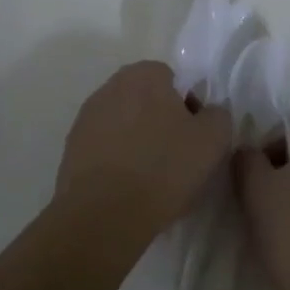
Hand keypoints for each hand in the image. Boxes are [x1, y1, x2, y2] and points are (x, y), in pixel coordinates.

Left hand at [55, 61, 232, 251]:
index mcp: (145, 73)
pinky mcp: (72, 147)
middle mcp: (112, 85)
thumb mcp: (213, 140)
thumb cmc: (163, 168)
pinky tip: (126, 189)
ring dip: (137, 141)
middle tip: (175, 159)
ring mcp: (88, 116)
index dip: (188, 109)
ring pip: (125, 124)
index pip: (174, 81)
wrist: (103, 216)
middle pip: (147, 100)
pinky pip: (105, 148)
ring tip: (149, 179)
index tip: (193, 140)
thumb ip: (218, 114)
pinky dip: (116, 161)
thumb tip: (208, 112)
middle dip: (161, 123)